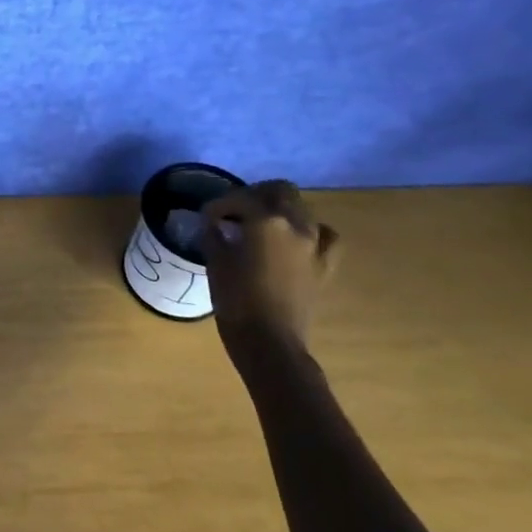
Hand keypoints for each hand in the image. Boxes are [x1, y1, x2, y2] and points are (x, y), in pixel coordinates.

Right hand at [199, 180, 340, 356]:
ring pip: (301, 209)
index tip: (206, 217)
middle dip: (255, 195)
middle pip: (279, 191)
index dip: (218, 204)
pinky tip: (296, 239)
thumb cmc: (236, 299)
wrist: (269, 341)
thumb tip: (213, 224)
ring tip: (261, 224)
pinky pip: (325, 235)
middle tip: (235, 210)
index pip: (239, 198)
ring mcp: (314, 243)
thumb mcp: (215, 261)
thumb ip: (214, 234)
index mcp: (265, 220)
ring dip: (280, 210)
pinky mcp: (325, 264)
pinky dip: (311, 231)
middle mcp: (295, 224)